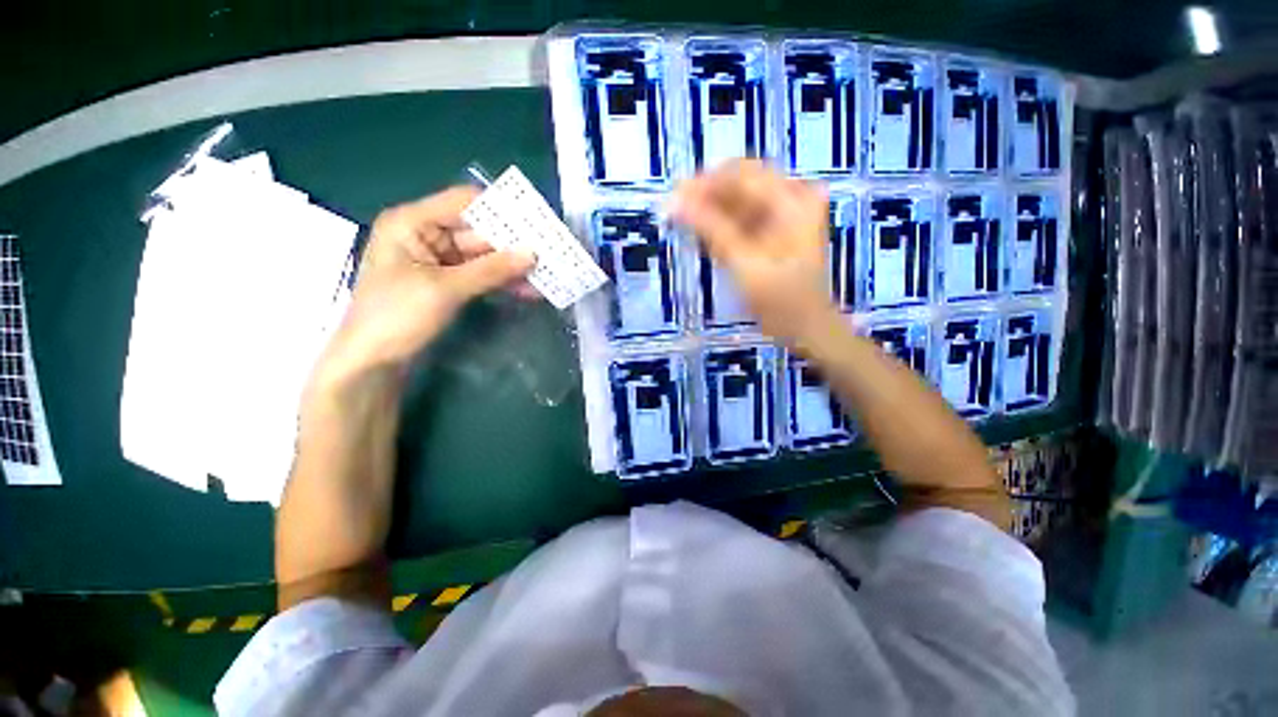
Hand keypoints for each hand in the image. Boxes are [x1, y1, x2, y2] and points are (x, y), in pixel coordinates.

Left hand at [318, 185, 533, 384]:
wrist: (372, 362)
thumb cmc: (396, 316)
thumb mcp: (445, 289)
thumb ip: (491, 269)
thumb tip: (533, 253)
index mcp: (412, 222)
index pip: (464, 202)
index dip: (502, 210)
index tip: (537, 221)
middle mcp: (426, 235)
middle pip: (478, 231)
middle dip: (514, 244)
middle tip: (551, 251)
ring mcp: (438, 262)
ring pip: (484, 257)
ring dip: (513, 266)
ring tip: (547, 273)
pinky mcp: (448, 284)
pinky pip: (482, 276)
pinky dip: (503, 282)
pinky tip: (529, 290)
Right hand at [671, 160, 837, 344]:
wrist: (806, 327)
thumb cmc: (780, 299)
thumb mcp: (744, 263)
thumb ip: (711, 229)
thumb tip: (676, 202)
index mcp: (792, 199)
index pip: (740, 175)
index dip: (704, 183)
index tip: (673, 197)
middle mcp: (791, 196)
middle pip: (739, 184)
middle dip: (706, 197)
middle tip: (675, 212)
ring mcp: (785, 212)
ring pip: (738, 201)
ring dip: (711, 212)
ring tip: (685, 225)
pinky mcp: (776, 228)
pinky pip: (743, 217)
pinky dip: (722, 225)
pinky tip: (705, 236)